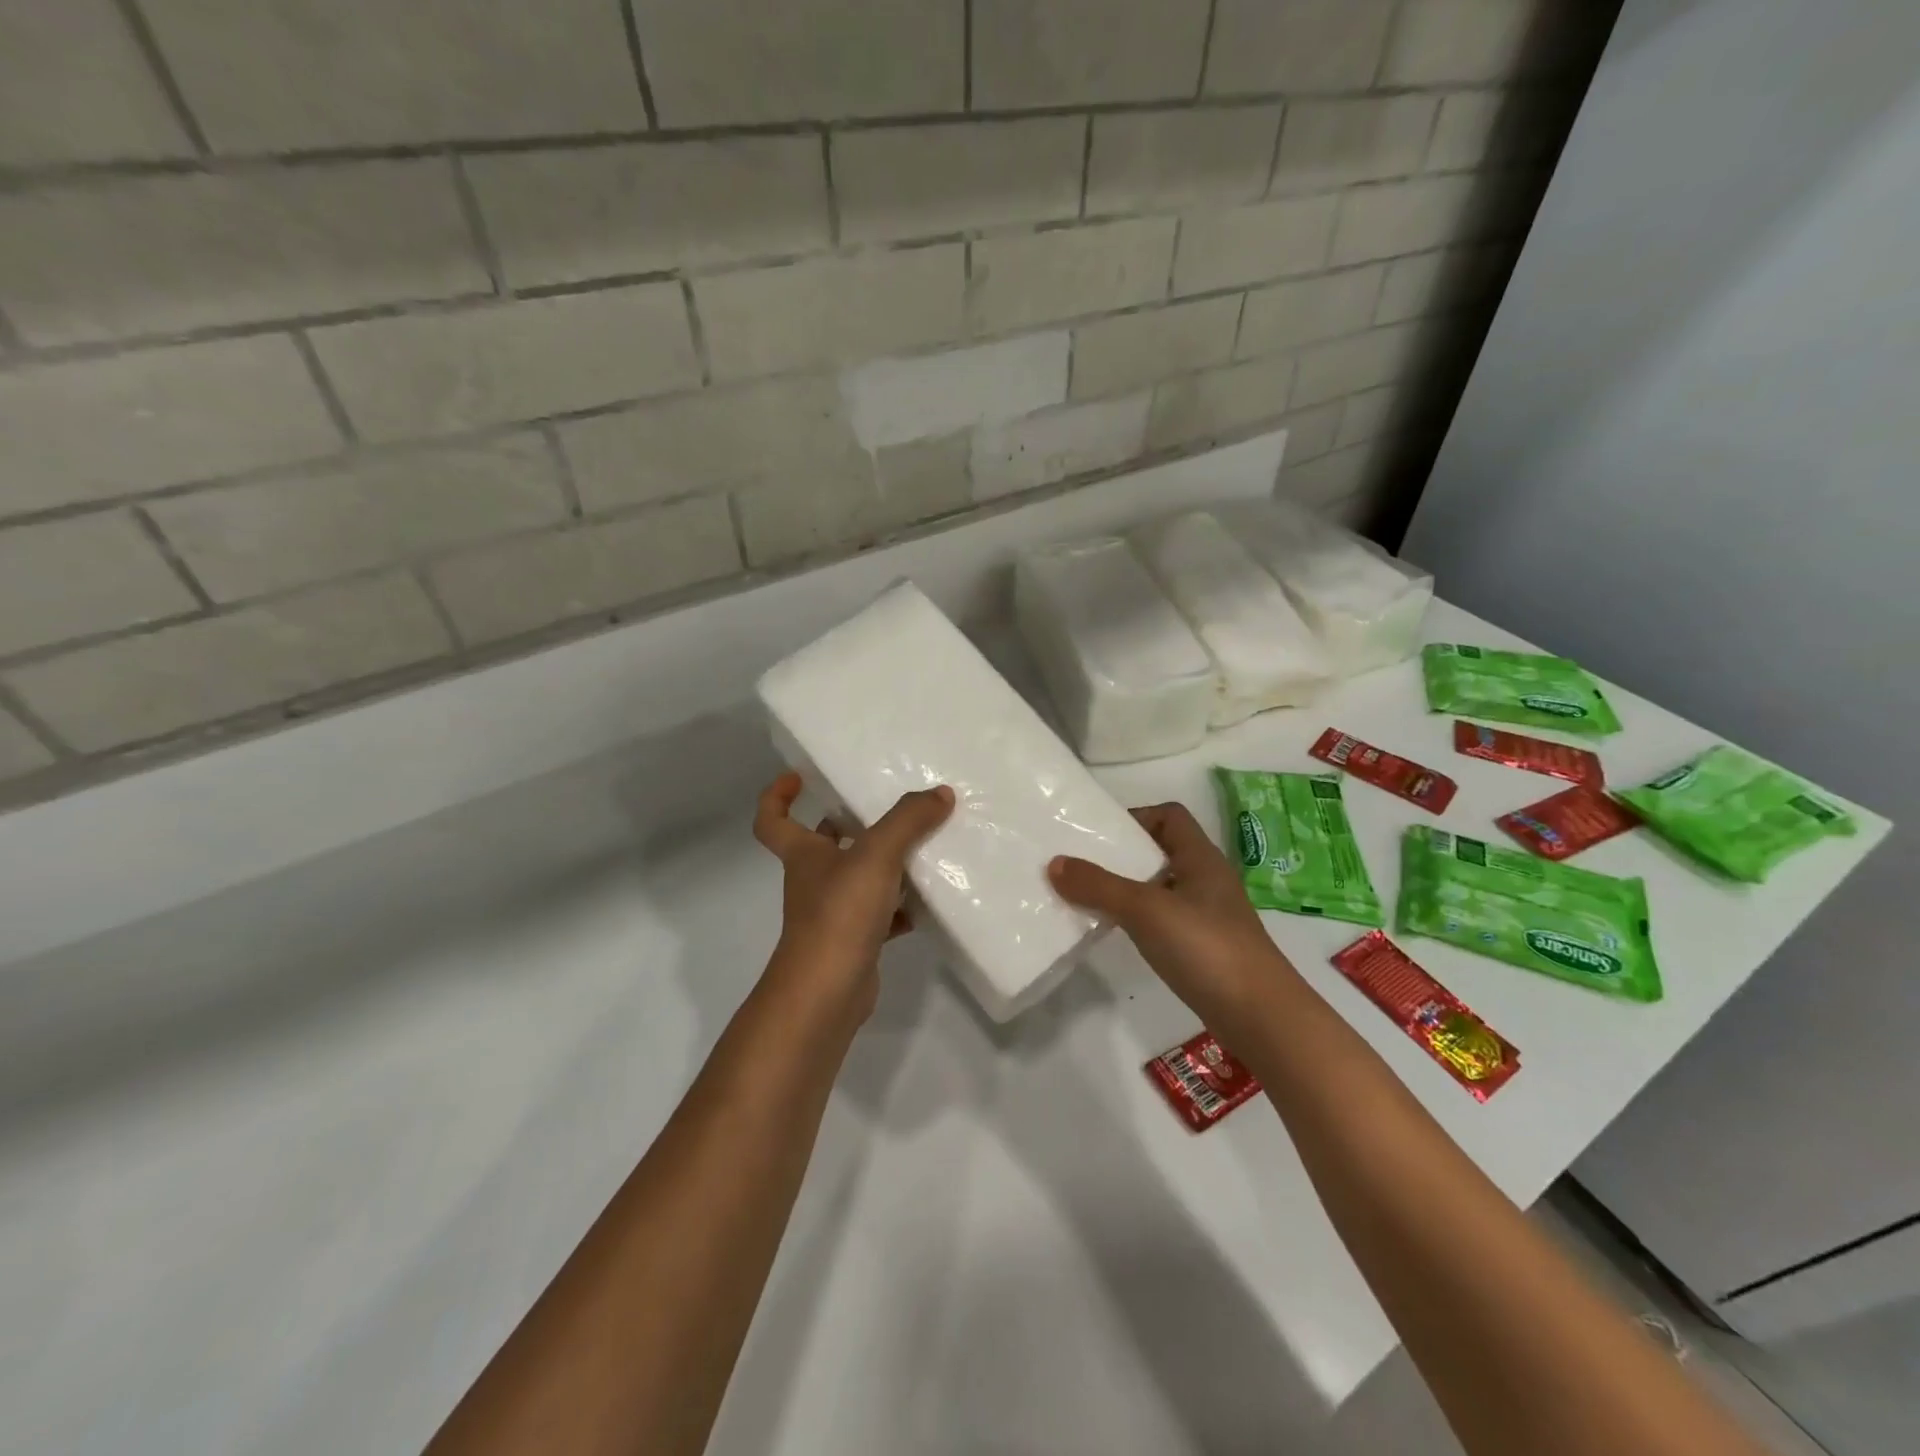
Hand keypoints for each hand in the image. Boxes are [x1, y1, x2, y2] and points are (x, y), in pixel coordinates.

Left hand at [752, 772, 954, 1024]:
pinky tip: (930, 900)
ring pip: (857, 879)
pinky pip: (880, 914)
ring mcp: (833, 914)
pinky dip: (902, 907)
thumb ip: (908, 820)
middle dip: (847, 824)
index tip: (798, 778)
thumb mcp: (876, 855)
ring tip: (922, 847)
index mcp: (803, 854)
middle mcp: (813, 880)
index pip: (772, 819)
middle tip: (884, 808)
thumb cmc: (839, 914)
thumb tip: (940, 793)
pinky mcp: (855, 941)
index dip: (778, 796)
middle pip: (823, 845)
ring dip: (884, 865)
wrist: (827, 992)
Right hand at [1049, 802, 1301, 1039]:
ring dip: (1126, 889)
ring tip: (1088, 898)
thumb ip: (1099, 886)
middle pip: (1160, 851)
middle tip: (1081, 865)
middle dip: (1121, 856)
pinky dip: (1137, 920)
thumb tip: (1054, 863)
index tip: (1098, 836)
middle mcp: (1206, 881)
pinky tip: (1116, 933)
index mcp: (1201, 858)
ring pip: (1159, 888)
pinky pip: (1162, 920)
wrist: (1261, 1018)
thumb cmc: (1206, 948)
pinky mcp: (1202, 949)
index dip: (1135, 817)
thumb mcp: (1145, 909)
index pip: (1169, 816)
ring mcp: (1206, 917)